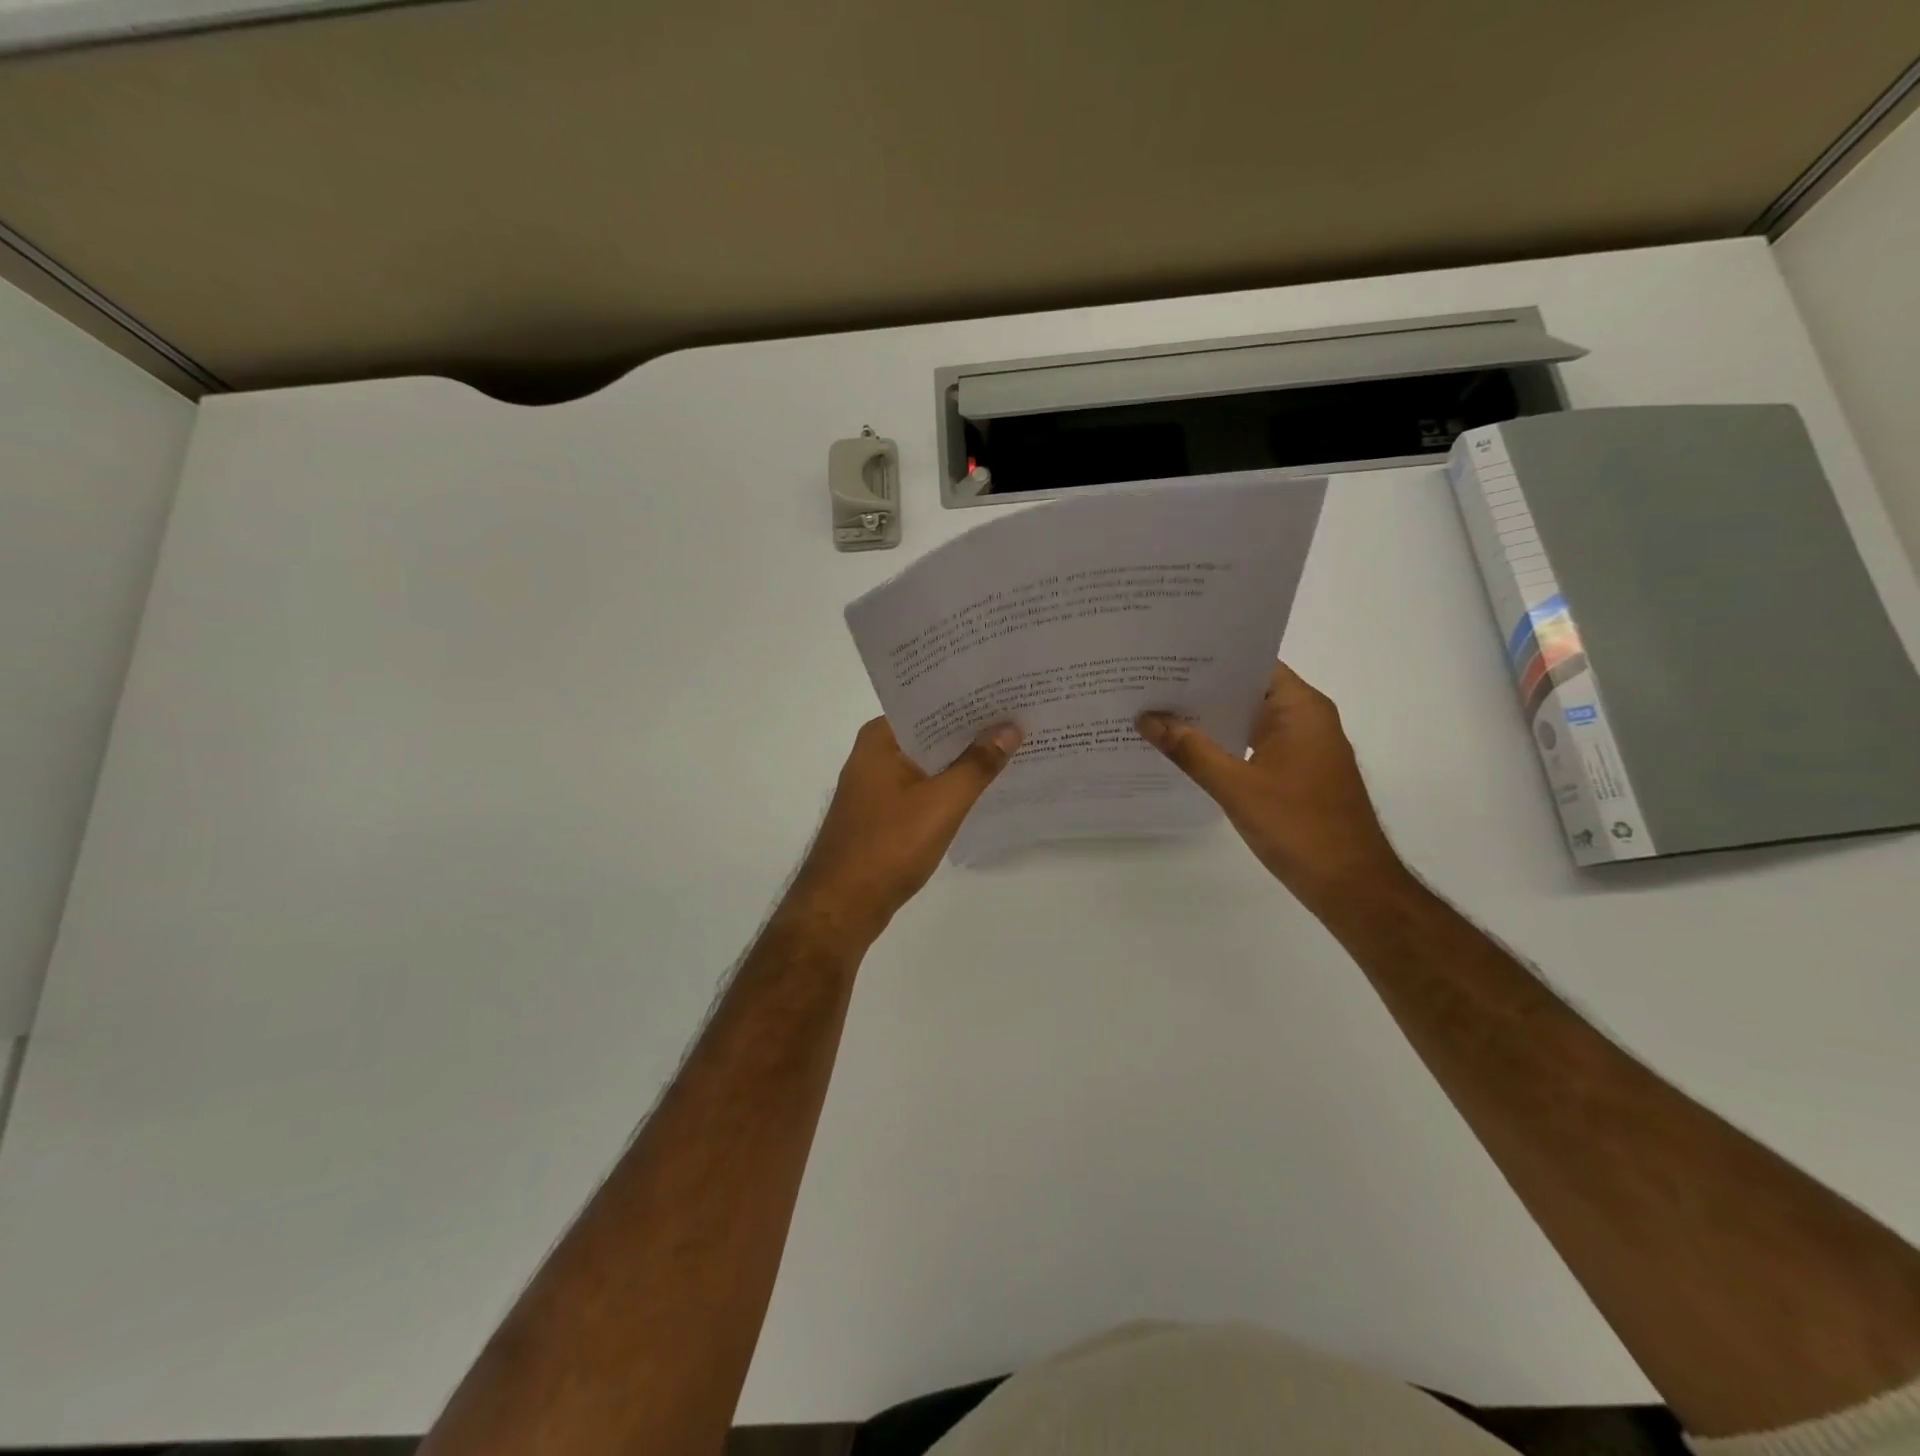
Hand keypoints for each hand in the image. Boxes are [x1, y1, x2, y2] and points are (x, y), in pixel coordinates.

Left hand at [781, 718, 1021, 946]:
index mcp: (880, 738)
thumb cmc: (888, 847)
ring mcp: (877, 785)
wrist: (842, 907)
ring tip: (1013, 745)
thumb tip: (1010, 727)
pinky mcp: (883, 813)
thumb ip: (977, 764)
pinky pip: (924, 786)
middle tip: (1021, 716)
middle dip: (972, 728)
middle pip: (931, 731)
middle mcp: (874, 753)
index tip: (1008, 690)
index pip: (930, 702)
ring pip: (929, 761)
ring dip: (963, 758)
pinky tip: (983, 787)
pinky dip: (950, 785)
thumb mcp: (942, 803)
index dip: (969, 697)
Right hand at [1136, 662, 1404, 907]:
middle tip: (1149, 684)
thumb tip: (1146, 719)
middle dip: (1200, 689)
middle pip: (1247, 690)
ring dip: (1210, 718)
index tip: (1166, 658)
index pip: (1251, 664)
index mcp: (1300, 708)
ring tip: (1157, 712)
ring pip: (1248, 719)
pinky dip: (1224, 743)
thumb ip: (1190, 750)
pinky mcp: (1297, 771)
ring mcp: (1303, 746)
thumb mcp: (1235, 787)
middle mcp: (1305, 718)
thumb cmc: (1298, 826)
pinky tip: (1186, 749)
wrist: (1350, 884)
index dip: (1209, 659)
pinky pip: (1254, 743)